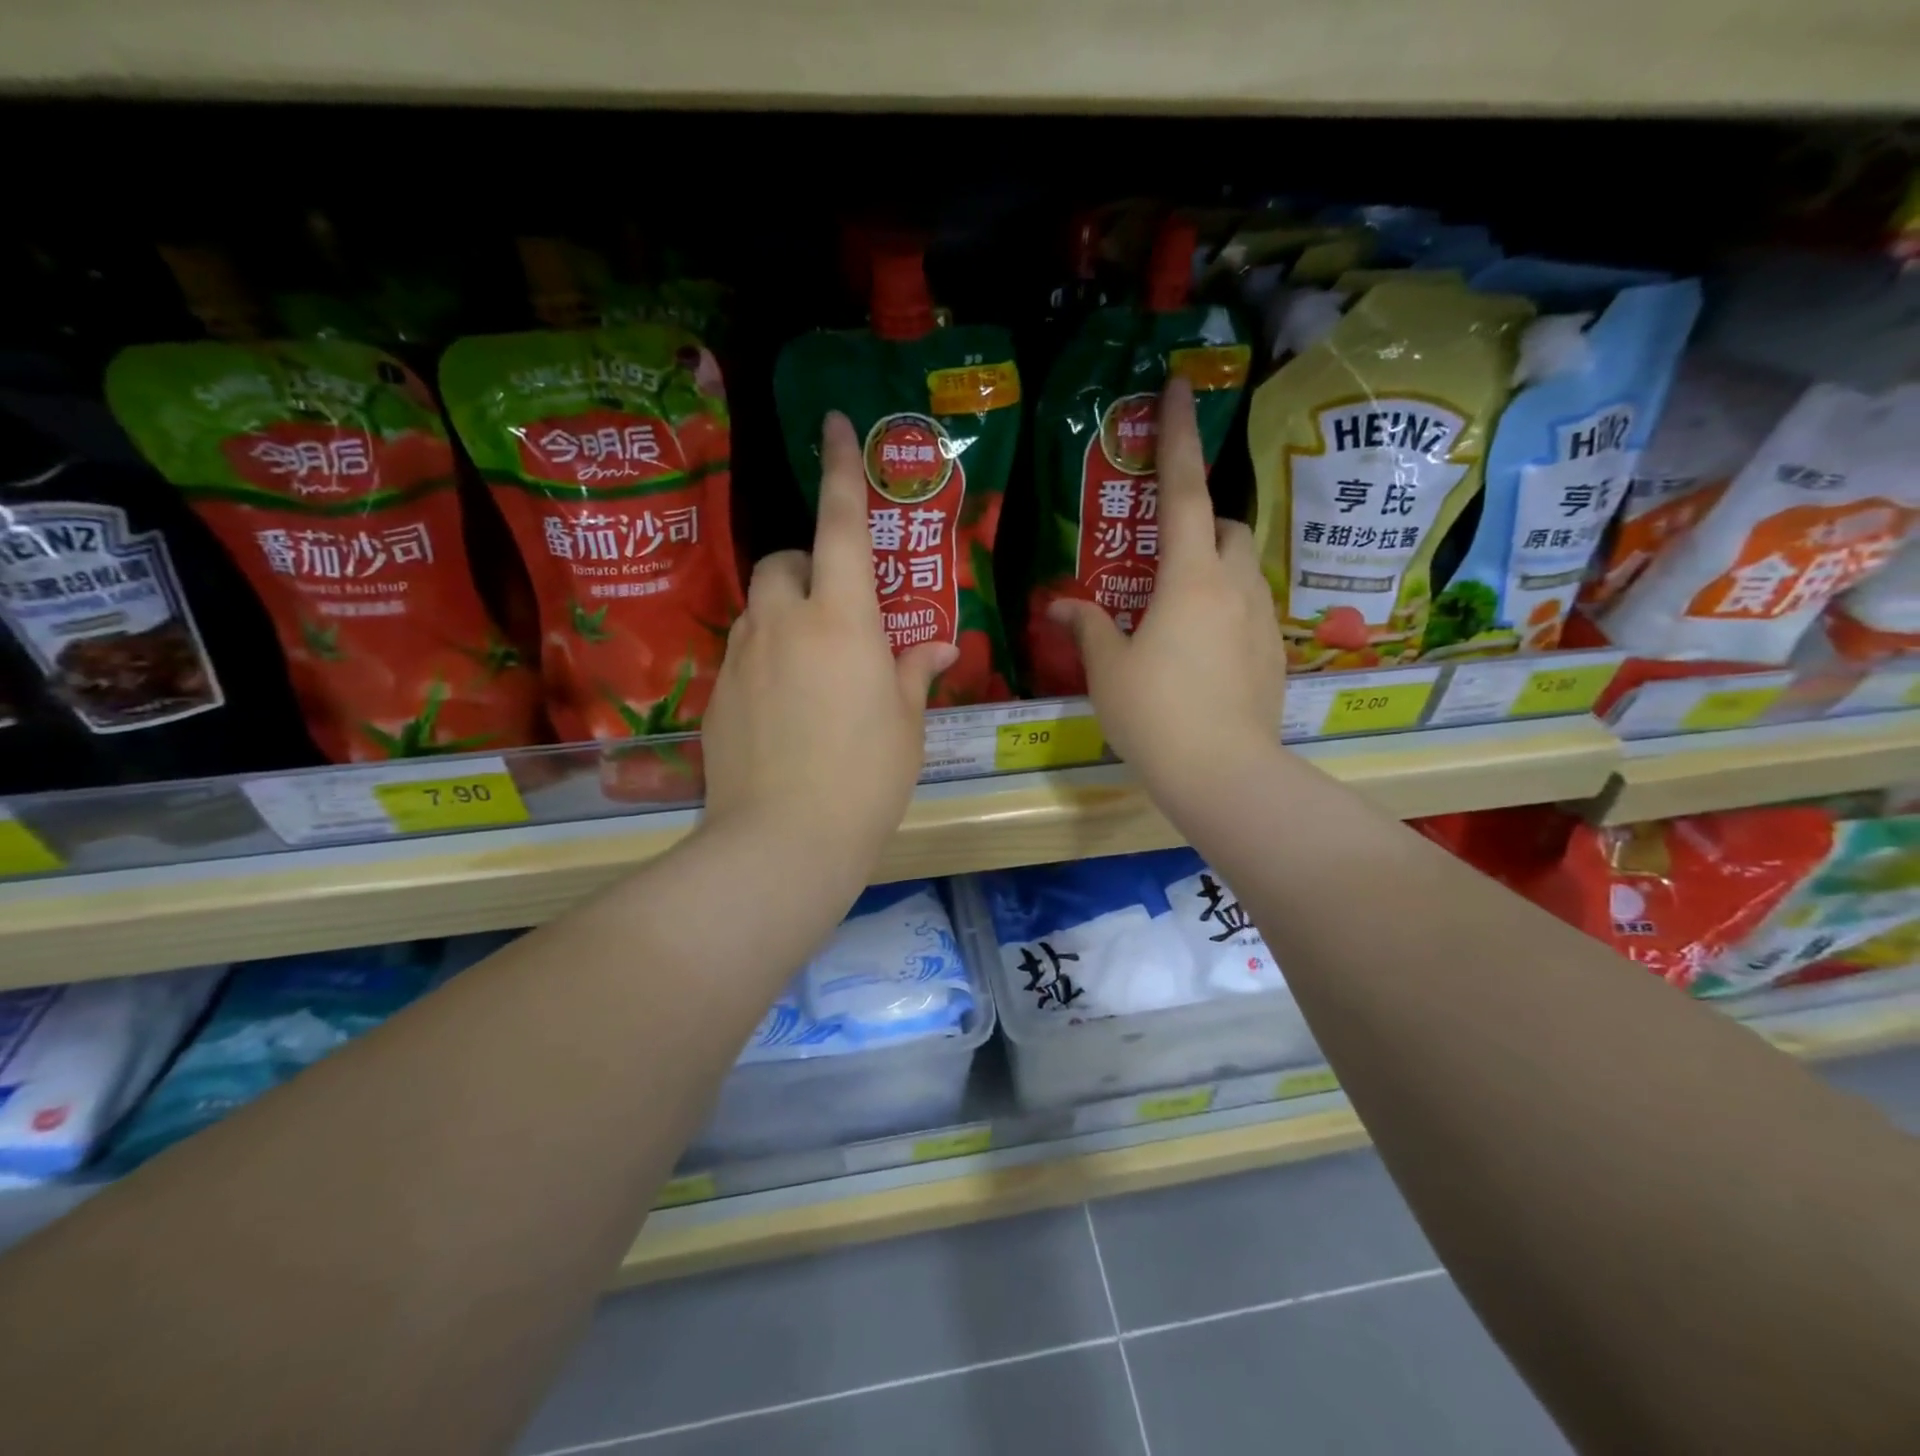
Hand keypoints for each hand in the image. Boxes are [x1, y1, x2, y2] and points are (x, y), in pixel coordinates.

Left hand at [701, 412, 956, 873]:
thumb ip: (913, 673)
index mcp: (842, 621)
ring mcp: (742, 656)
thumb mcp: (905, 724)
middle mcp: (783, 622)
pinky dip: (766, 656)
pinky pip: (743, 651)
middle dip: (808, 566)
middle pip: (784, 560)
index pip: (841, 526)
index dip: (841, 471)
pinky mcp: (718, 693)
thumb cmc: (865, 778)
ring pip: (760, 606)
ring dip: (786, 613)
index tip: (834, 423)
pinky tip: (786, 708)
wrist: (783, 840)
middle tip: (838, 610)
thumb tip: (933, 647)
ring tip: (813, 665)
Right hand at [1048, 377, 1285, 800]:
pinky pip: (1249, 609)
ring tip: (1177, 605)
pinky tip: (1200, 648)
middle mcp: (1233, 587)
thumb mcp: (1108, 670)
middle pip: (1224, 527)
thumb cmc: (1155, 715)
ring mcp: (1261, 621)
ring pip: (1241, 567)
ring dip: (1212, 565)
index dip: (1177, 438)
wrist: (1223, 773)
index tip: (1179, 389)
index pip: (1182, 492)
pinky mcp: (1273, 654)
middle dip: (1198, 520)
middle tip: (1161, 550)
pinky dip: (1225, 607)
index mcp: (1188, 579)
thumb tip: (1061, 603)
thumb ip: (1088, 627)